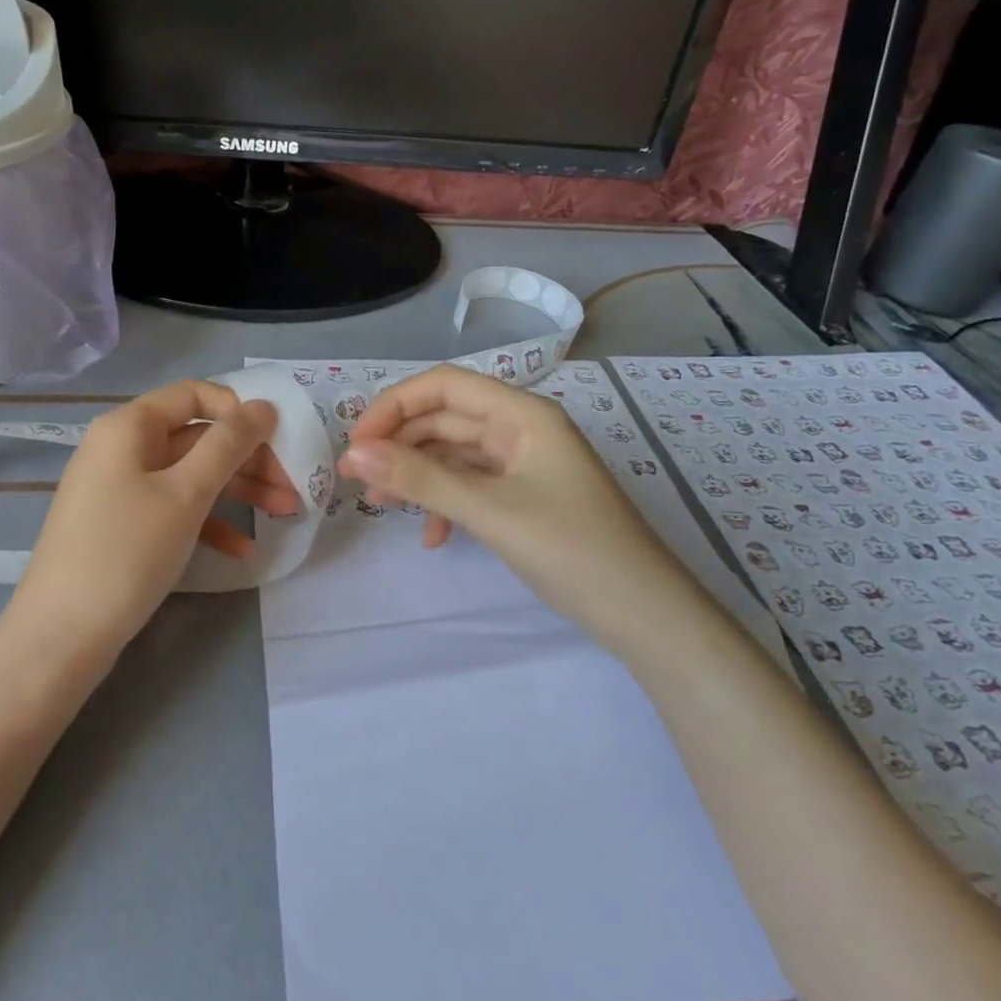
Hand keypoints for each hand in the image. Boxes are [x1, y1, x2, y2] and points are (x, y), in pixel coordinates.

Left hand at [14, 380, 297, 650]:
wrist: (60, 639)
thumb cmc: (127, 552)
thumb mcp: (186, 493)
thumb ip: (229, 444)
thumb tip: (263, 405)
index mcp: (129, 426)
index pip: (194, 394)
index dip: (238, 410)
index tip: (275, 439)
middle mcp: (122, 448)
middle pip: (197, 437)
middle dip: (248, 459)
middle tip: (292, 486)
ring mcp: (120, 489)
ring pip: (190, 475)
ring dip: (238, 491)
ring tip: (284, 513)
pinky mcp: (122, 526)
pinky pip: (173, 509)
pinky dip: (208, 522)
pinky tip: (241, 550)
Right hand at [339, 365, 690, 635]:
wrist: (644, 615)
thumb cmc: (571, 550)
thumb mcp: (488, 511)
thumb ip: (420, 479)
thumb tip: (355, 453)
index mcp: (522, 413)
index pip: (444, 385)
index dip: (395, 405)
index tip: (358, 441)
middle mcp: (521, 428)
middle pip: (445, 418)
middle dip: (399, 444)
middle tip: (355, 477)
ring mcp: (524, 463)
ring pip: (454, 454)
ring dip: (417, 475)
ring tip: (380, 505)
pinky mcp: (524, 495)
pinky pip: (472, 484)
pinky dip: (445, 502)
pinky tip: (431, 537)